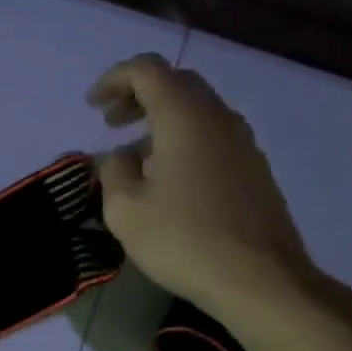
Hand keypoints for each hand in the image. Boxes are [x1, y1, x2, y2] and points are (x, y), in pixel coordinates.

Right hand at [89, 54, 317, 324]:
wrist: (260, 280)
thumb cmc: (183, 240)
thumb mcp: (125, 209)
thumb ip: (113, 171)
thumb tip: (119, 156)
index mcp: (184, 117)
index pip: (147, 70)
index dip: (114, 79)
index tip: (91, 106)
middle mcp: (218, 118)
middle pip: (176, 83)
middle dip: (138, 94)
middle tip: (111, 121)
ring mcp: (242, 142)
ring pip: (197, 109)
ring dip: (161, 118)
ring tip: (134, 152)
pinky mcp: (253, 168)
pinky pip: (212, 134)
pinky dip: (182, 138)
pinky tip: (166, 176)